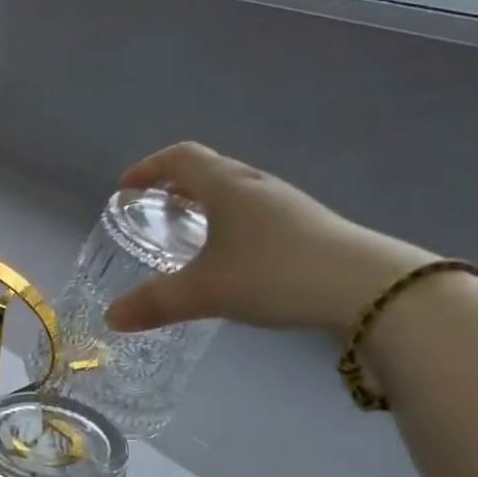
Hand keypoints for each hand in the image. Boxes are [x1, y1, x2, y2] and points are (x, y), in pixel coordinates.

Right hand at [103, 142, 434, 334]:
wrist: (367, 288)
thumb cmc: (273, 274)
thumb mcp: (205, 292)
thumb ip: (155, 303)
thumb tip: (110, 318)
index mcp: (226, 186)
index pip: (180, 157)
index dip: (148, 168)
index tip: (126, 189)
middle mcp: (255, 185)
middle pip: (209, 169)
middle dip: (176, 185)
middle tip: (156, 210)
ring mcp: (287, 204)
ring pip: (236, 191)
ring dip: (206, 203)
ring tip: (190, 234)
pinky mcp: (309, 226)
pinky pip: (257, 212)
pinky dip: (232, 223)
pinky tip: (234, 258)